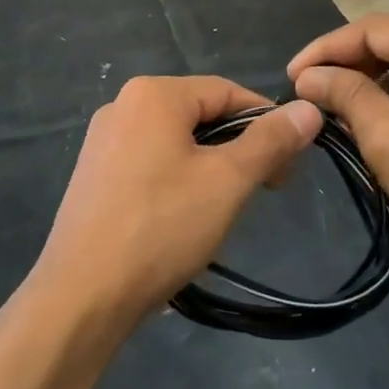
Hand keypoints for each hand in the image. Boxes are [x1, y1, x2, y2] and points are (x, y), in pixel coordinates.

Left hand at [31, 77, 321, 326]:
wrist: (81, 296)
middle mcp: (123, 105)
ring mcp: (102, 141)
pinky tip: (183, 217)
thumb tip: (308, 109)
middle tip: (264, 189)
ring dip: (209, 166)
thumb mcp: (227, 182)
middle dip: (238, 147)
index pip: (227, 92)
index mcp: (153, 94)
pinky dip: (177, 179)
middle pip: (199, 114)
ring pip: (175, 141)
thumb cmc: (161, 227)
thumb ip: (270, 141)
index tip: (290, 164)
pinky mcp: (93, 174)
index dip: (266, 122)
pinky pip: (149, 162)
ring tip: (225, 208)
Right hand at [288, 15, 388, 273]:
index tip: (291, 76)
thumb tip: (308, 77)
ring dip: (370, 82)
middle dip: (347, 65)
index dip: (325, 49)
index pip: (372, 29)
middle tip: (309, 92)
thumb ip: (344, 94)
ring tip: (333, 107)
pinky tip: (373, 120)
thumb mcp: (386, 135)